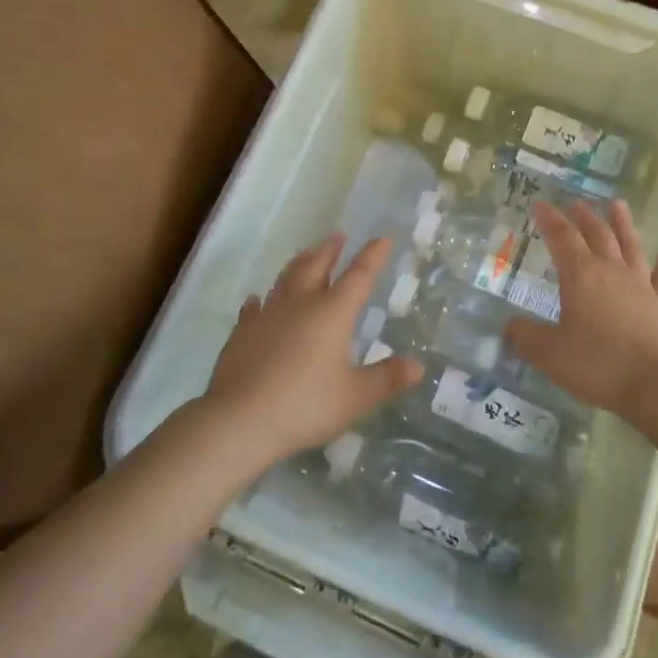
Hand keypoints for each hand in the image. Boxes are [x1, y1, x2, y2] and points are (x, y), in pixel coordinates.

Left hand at [203, 234, 423, 467]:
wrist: (239, 420)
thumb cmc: (305, 405)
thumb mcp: (356, 397)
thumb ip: (387, 379)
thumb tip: (418, 365)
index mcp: (333, 312)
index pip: (359, 275)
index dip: (373, 256)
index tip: (383, 238)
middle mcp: (301, 303)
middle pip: (317, 266)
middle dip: (330, 250)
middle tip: (337, 236)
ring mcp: (267, 315)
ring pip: (285, 279)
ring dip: (298, 264)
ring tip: (305, 255)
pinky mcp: (241, 333)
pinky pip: (253, 308)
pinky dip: (259, 301)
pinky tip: (257, 300)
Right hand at [502, 200, 657, 419]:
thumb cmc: (599, 365)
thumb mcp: (549, 354)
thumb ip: (525, 337)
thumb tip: (509, 326)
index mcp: (581, 276)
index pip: (561, 237)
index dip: (549, 219)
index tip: (539, 203)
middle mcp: (611, 271)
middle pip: (597, 235)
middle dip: (583, 217)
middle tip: (575, 203)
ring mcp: (642, 286)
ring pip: (630, 246)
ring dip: (623, 224)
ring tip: (618, 205)